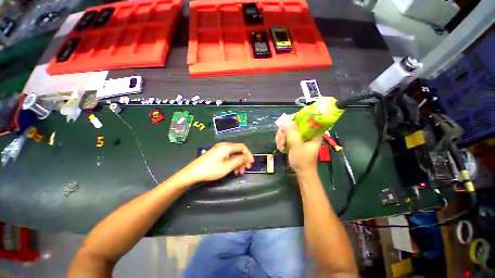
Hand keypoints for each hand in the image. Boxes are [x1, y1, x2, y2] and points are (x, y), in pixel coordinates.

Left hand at [183, 142, 254, 182]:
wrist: (193, 172)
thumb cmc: (211, 169)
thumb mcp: (227, 166)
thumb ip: (239, 160)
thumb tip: (246, 157)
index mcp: (227, 147)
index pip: (242, 147)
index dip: (248, 154)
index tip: (251, 163)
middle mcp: (224, 146)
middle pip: (238, 151)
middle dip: (243, 160)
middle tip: (246, 169)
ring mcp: (219, 150)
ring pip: (233, 154)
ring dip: (238, 163)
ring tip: (239, 172)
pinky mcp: (216, 154)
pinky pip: (228, 156)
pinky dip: (232, 162)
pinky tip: (233, 170)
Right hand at [275, 121, 320, 174]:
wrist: (302, 172)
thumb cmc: (302, 161)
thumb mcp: (297, 147)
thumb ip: (292, 134)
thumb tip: (286, 122)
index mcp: (312, 132)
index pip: (303, 119)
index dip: (292, 120)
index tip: (284, 127)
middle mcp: (306, 132)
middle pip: (292, 124)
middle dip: (284, 132)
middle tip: (280, 141)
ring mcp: (300, 136)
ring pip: (287, 129)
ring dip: (281, 136)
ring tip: (279, 145)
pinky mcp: (295, 140)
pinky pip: (286, 135)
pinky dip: (281, 139)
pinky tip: (280, 146)